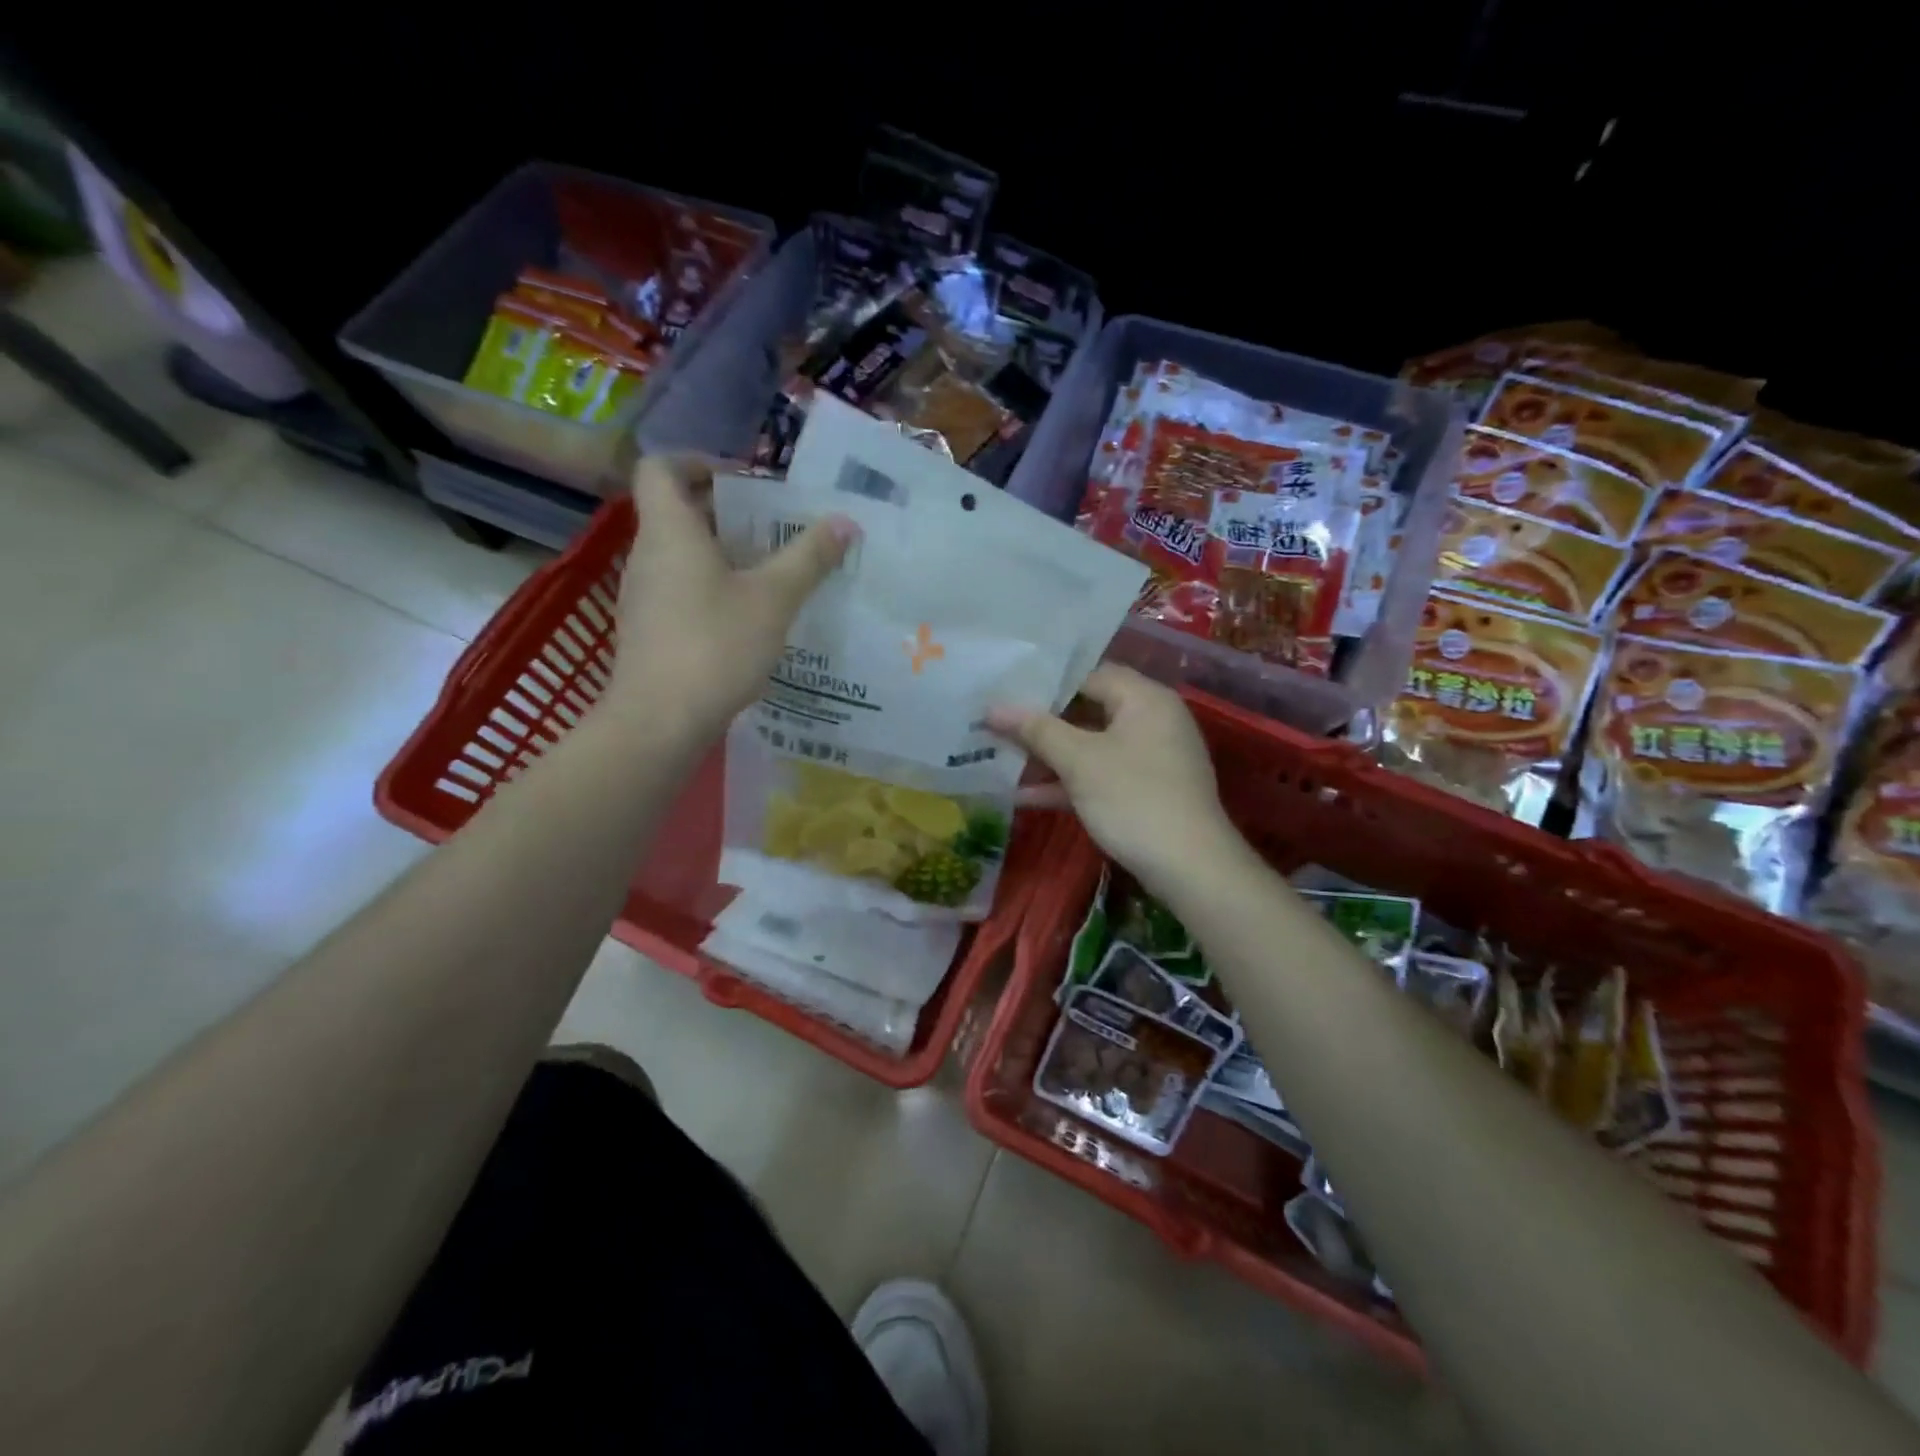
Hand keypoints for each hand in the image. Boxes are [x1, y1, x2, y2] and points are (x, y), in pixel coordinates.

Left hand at [611, 457, 856, 740]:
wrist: (659, 721)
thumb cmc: (715, 645)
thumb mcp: (774, 598)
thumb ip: (809, 557)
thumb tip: (845, 522)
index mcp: (670, 531)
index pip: (661, 468)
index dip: (697, 461)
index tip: (741, 481)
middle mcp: (647, 556)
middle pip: (676, 513)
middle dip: (725, 514)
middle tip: (774, 529)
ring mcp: (642, 597)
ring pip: (680, 556)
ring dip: (721, 555)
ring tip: (769, 574)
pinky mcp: (648, 632)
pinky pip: (679, 591)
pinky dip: (710, 590)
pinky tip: (746, 620)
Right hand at [987, 665, 1244, 898]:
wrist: (1191, 868)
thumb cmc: (1133, 799)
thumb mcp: (1079, 761)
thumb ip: (1036, 730)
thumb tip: (993, 707)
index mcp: (1144, 698)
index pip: (1088, 674)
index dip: (1044, 684)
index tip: (1004, 693)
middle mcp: (1153, 720)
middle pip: (1089, 709)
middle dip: (1042, 722)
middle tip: (996, 724)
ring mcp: (1152, 758)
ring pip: (1092, 746)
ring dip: (1051, 755)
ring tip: (1001, 758)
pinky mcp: (1148, 790)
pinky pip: (1102, 774)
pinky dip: (1070, 782)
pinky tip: (1026, 797)